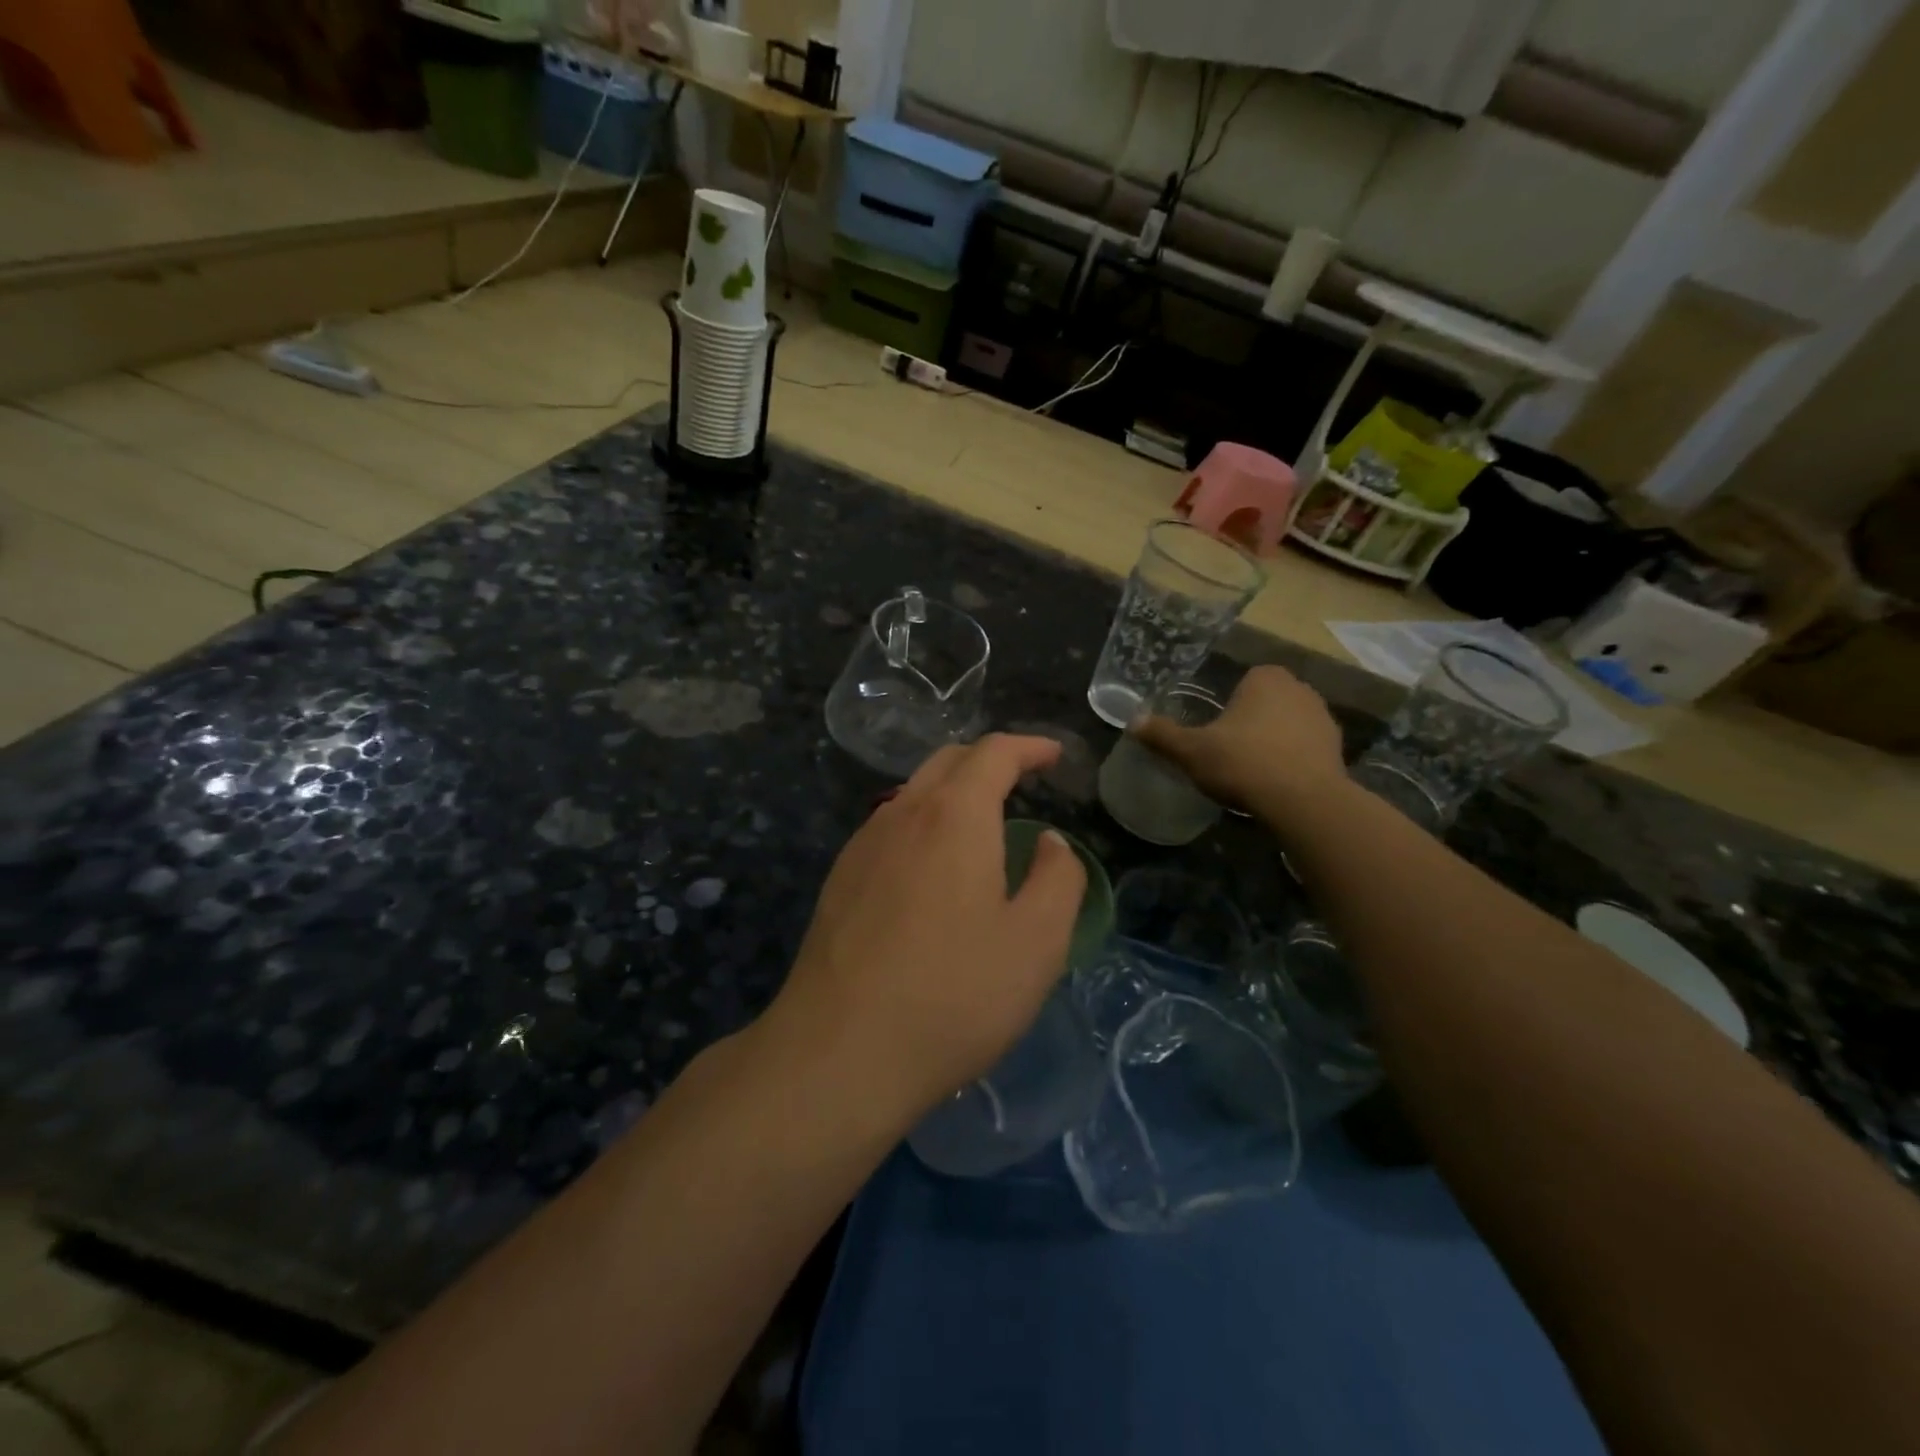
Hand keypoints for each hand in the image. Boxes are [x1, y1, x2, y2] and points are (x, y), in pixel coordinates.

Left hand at [764, 735, 1087, 1122]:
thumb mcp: (1037, 943)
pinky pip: (889, 827)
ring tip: (981, 823)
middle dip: (989, 760)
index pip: (994, 753)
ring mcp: (862, 845)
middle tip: (1023, 780)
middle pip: (947, 761)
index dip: (1029, 746)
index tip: (1054, 755)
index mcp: (954, 815)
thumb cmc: (953, 994)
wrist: (839, 1051)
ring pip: (913, 793)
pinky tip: (932, 867)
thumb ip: (1057, 879)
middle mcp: (902, 814)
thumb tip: (1050, 842)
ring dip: (952, 791)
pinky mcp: (839, 880)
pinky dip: (923, 823)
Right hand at [1135, 665, 1349, 820]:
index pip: (1243, 681)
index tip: (1216, 731)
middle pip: (1266, 702)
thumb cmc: (1243, 763)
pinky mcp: (1338, 749)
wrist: (1303, 802)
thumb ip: (1162, 734)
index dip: (1228, 705)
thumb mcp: (1191, 751)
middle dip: (1251, 720)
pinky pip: (1305, 748)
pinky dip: (1293, 760)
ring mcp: (1324, 718)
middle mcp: (1300, 688)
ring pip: (1287, 724)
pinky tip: (1276, 783)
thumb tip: (1132, 722)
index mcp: (1265, 678)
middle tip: (1229, 751)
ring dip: (1274, 740)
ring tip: (1252, 770)